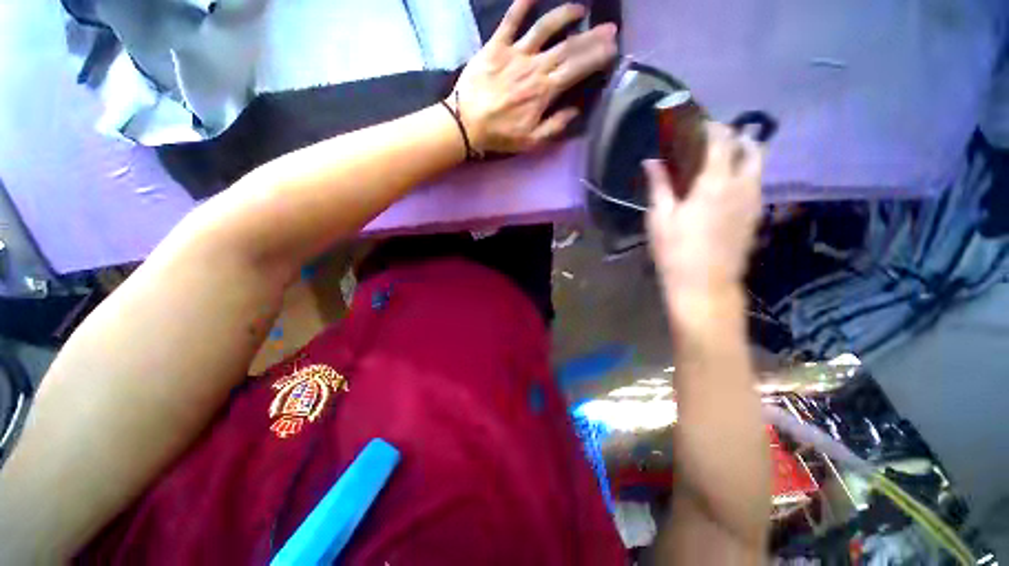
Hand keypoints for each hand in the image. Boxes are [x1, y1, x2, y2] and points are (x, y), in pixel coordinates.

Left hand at [452, 0, 617, 153]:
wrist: (466, 123)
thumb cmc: (500, 135)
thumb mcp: (531, 141)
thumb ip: (555, 126)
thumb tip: (575, 111)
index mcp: (544, 91)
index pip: (577, 69)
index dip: (597, 57)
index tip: (612, 49)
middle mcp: (534, 66)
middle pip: (568, 46)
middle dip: (592, 36)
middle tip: (609, 28)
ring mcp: (515, 53)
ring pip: (545, 27)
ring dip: (565, 14)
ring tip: (580, 8)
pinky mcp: (496, 45)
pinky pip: (511, 19)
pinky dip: (522, 3)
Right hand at [645, 123, 763, 296]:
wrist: (705, 285)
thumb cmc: (675, 251)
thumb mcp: (660, 218)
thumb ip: (659, 185)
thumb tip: (651, 161)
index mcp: (715, 183)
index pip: (721, 140)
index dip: (712, 127)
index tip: (699, 124)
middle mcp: (742, 186)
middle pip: (751, 148)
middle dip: (736, 137)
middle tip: (714, 142)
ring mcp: (754, 202)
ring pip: (758, 167)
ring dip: (743, 156)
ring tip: (720, 162)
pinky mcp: (756, 217)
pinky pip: (755, 185)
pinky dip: (744, 176)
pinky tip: (726, 189)